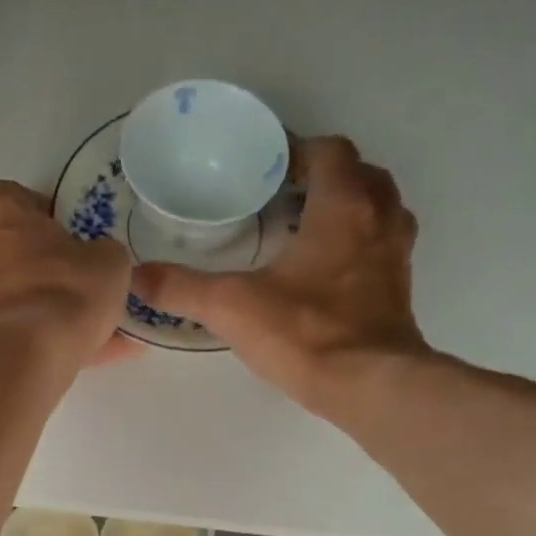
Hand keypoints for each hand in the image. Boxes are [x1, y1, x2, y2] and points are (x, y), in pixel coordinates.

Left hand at [0, 181, 140, 368]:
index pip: (17, 199)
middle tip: (75, 283)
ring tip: (80, 329)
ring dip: (38, 306)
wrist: (30, 356)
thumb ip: (100, 253)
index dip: (46, 216)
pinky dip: (38, 339)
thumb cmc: (67, 289)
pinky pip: (14, 331)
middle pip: (8, 249)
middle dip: (38, 265)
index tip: (71, 238)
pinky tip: (74, 354)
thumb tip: (97, 263)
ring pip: (10, 296)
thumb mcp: (108, 260)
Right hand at [131, 137, 429, 419]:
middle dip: (328, 176)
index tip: (268, 165)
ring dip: (352, 207)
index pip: (330, 152)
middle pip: (362, 175)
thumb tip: (135, 277)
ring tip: (310, 227)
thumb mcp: (231, 307)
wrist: (367, 385)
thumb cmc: (304, 333)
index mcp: (343, 206)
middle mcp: (379, 219)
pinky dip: (361, 245)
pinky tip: (328, 271)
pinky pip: (383, 248)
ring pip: (381, 210)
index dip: (300, 149)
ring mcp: (396, 256)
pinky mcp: (400, 290)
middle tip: (287, 195)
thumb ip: (182, 289)